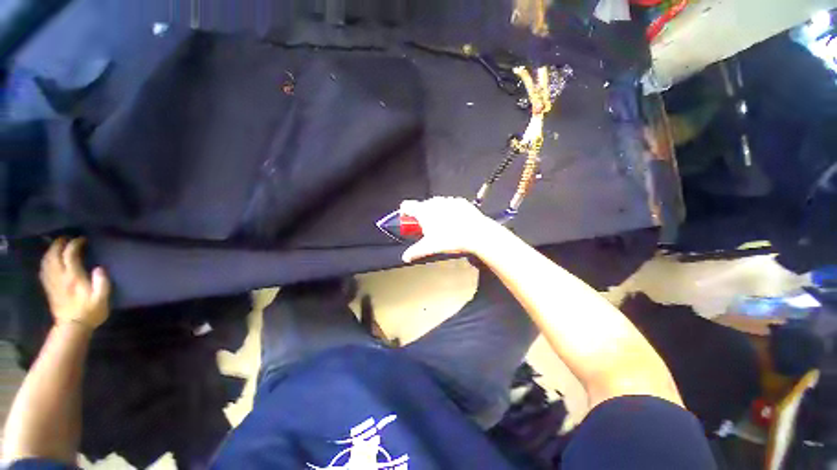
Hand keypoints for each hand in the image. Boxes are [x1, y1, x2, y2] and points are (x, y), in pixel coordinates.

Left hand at [40, 238, 110, 330]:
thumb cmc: (90, 312)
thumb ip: (102, 282)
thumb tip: (99, 268)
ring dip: (51, 250)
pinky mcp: (49, 287)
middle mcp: (60, 276)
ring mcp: (52, 282)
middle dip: (60, 244)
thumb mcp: (102, 298)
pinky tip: (49, 260)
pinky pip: (44, 269)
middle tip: (68, 238)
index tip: (83, 240)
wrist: (73, 327)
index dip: (75, 244)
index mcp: (74, 277)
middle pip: (55, 254)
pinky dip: (46, 261)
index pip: (70, 254)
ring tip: (58, 246)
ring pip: (47, 260)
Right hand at [400, 197, 500, 262]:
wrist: (477, 234)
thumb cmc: (452, 239)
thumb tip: (406, 257)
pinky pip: (449, 205)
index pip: (406, 206)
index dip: (404, 214)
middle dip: (422, 218)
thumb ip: (415, 252)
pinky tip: (455, 224)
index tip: (408, 223)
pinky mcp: (460, 202)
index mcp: (423, 211)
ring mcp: (448, 200)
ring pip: (436, 205)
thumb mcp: (430, 248)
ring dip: (435, 214)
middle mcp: (434, 202)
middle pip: (421, 207)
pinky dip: (449, 212)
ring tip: (443, 228)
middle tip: (427, 231)